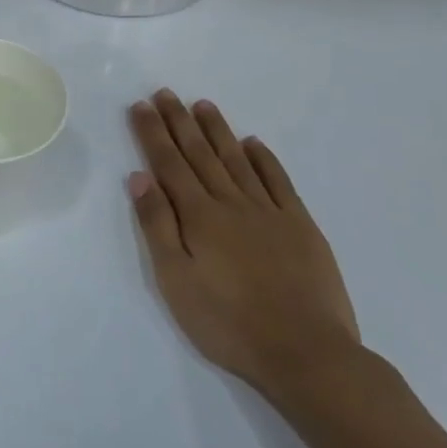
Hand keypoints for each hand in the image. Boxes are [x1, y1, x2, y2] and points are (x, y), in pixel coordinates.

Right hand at [127, 91, 360, 405]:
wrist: (306, 354)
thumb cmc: (227, 322)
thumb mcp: (175, 280)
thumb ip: (157, 225)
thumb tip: (139, 177)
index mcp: (198, 216)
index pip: (168, 164)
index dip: (152, 133)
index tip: (140, 105)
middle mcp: (232, 204)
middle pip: (200, 154)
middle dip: (179, 122)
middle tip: (165, 93)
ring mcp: (270, 213)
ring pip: (237, 160)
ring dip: (218, 131)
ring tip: (203, 105)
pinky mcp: (302, 228)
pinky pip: (279, 183)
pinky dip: (264, 160)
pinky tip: (253, 144)